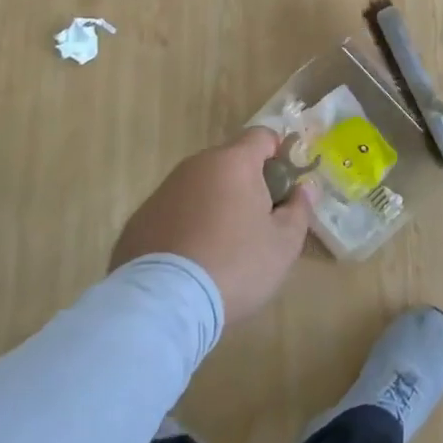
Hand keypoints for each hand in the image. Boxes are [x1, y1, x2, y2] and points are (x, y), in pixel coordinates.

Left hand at [110, 128, 314, 323]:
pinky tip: (189, 263)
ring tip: (221, 249)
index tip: (284, 188)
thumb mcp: (284, 244)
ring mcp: (162, 192)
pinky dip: (185, 227)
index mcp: (233, 162)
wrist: (163, 305)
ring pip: (199, 187)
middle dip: (246, 184)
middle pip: (229, 162)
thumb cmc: (235, 265)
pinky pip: (173, 213)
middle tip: (257, 224)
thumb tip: (305, 188)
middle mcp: (195, 166)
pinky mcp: (138, 220)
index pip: (262, 136)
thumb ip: (300, 209)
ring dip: (214, 205)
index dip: (278, 156)